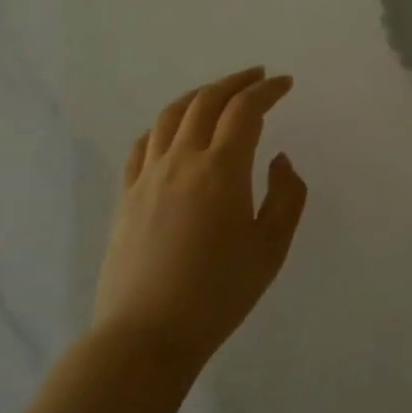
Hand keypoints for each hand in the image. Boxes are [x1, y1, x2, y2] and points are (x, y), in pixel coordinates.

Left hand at [93, 67, 308, 367]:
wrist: (146, 335)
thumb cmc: (219, 292)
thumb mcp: (272, 247)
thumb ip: (286, 196)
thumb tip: (278, 160)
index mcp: (222, 169)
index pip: (245, 110)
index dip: (267, 90)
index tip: (285, 84)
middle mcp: (182, 160)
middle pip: (206, 101)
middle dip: (235, 82)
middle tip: (257, 77)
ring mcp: (148, 176)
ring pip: (171, 115)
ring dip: (199, 95)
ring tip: (218, 95)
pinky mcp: (126, 196)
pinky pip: (143, 143)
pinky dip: (165, 124)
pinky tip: (173, 130)